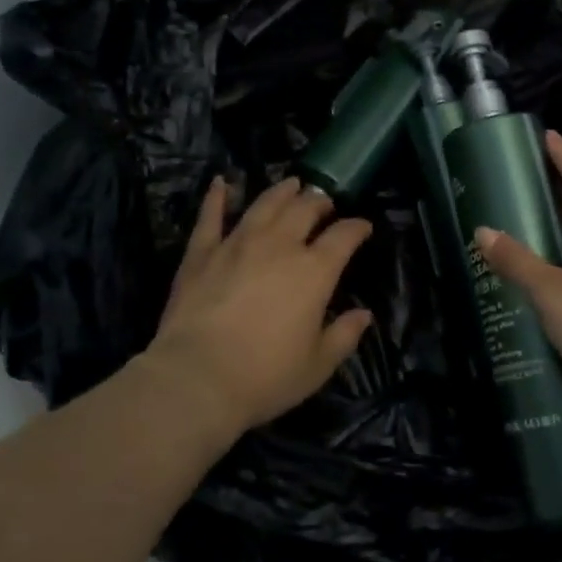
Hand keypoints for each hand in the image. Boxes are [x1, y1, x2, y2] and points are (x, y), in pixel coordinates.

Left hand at [141, 175, 373, 437]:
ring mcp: (238, 243)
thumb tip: (364, 315)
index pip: (344, 236)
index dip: (357, 227)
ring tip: (292, 184)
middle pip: (305, 209)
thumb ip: (344, 336)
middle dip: (320, 202)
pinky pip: (211, 216)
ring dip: (282, 191)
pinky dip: (216, 197)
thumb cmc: (265, 377)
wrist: (197, 378)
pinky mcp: (202, 252)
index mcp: (314, 271)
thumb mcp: (317, 365)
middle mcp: (279, 245)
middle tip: (325, 203)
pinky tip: (220, 183)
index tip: (363, 227)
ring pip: (264, 204)